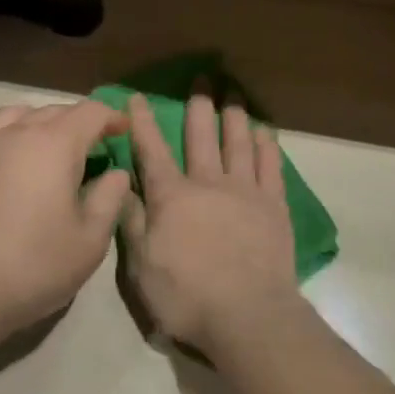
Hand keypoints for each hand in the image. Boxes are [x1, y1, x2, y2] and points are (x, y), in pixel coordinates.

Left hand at [0, 102, 131, 342]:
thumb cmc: (33, 267)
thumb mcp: (90, 241)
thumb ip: (110, 198)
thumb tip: (115, 173)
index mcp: (55, 145)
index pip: (91, 112)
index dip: (112, 117)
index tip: (122, 132)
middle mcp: (15, 134)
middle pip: (53, 111)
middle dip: (78, 122)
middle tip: (91, 147)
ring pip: (13, 116)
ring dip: (37, 123)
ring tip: (45, 146)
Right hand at [121, 93, 300, 354]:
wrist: (247, 316)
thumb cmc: (187, 296)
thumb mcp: (142, 266)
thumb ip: (133, 222)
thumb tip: (121, 186)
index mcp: (173, 197)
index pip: (152, 151)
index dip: (143, 122)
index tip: (138, 97)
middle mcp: (209, 183)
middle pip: (202, 135)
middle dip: (198, 105)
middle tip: (202, 77)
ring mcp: (245, 191)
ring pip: (239, 142)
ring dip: (234, 114)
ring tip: (234, 92)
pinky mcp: (274, 205)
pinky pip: (270, 166)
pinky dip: (267, 145)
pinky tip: (265, 130)